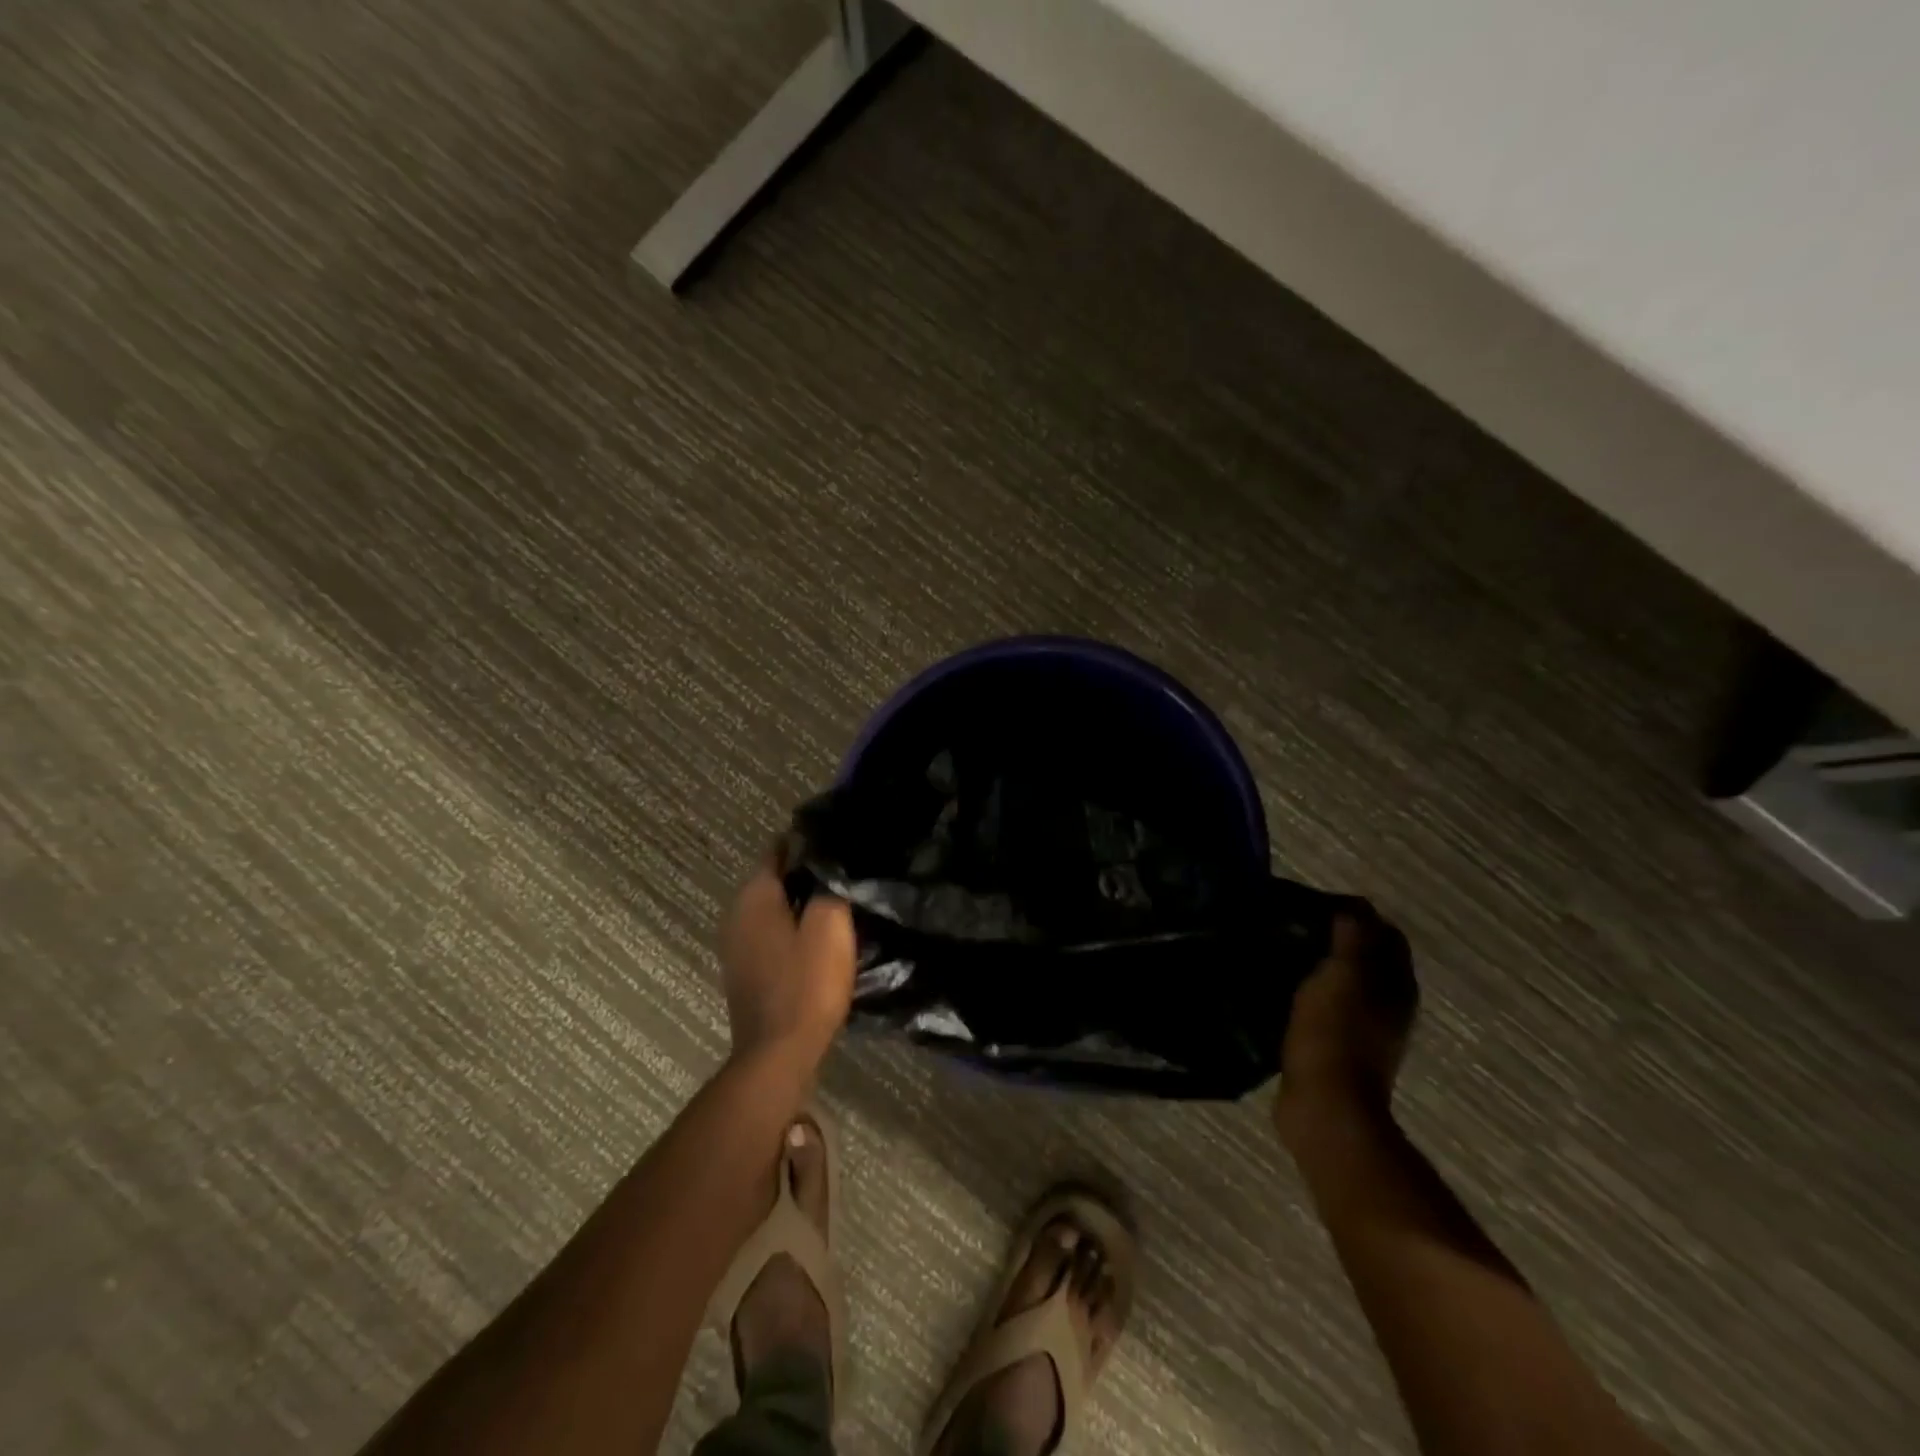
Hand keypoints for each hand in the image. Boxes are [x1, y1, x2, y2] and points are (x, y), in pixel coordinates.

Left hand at [718, 860, 856, 1067]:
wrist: (778, 1053)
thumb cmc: (806, 984)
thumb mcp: (830, 926)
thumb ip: (829, 886)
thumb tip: (828, 863)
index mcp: (754, 896)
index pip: (779, 849)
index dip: (809, 842)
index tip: (840, 844)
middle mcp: (737, 913)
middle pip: (775, 878)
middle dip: (808, 873)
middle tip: (846, 873)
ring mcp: (736, 944)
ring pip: (774, 908)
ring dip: (801, 903)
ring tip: (839, 902)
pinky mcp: (745, 969)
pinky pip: (771, 934)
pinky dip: (792, 929)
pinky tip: (818, 937)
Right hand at [1275, 902, 1417, 1146]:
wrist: (1325, 1106)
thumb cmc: (1335, 1033)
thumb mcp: (1342, 974)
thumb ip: (1352, 936)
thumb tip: (1351, 908)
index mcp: (1396, 982)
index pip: (1383, 930)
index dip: (1352, 910)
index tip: (1309, 902)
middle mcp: (1389, 1002)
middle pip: (1365, 954)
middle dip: (1333, 933)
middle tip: (1289, 921)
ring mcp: (1365, 1027)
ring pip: (1344, 978)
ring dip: (1318, 960)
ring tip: (1278, 948)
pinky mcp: (1338, 1045)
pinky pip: (1325, 1002)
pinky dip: (1307, 988)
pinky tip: (1279, 985)